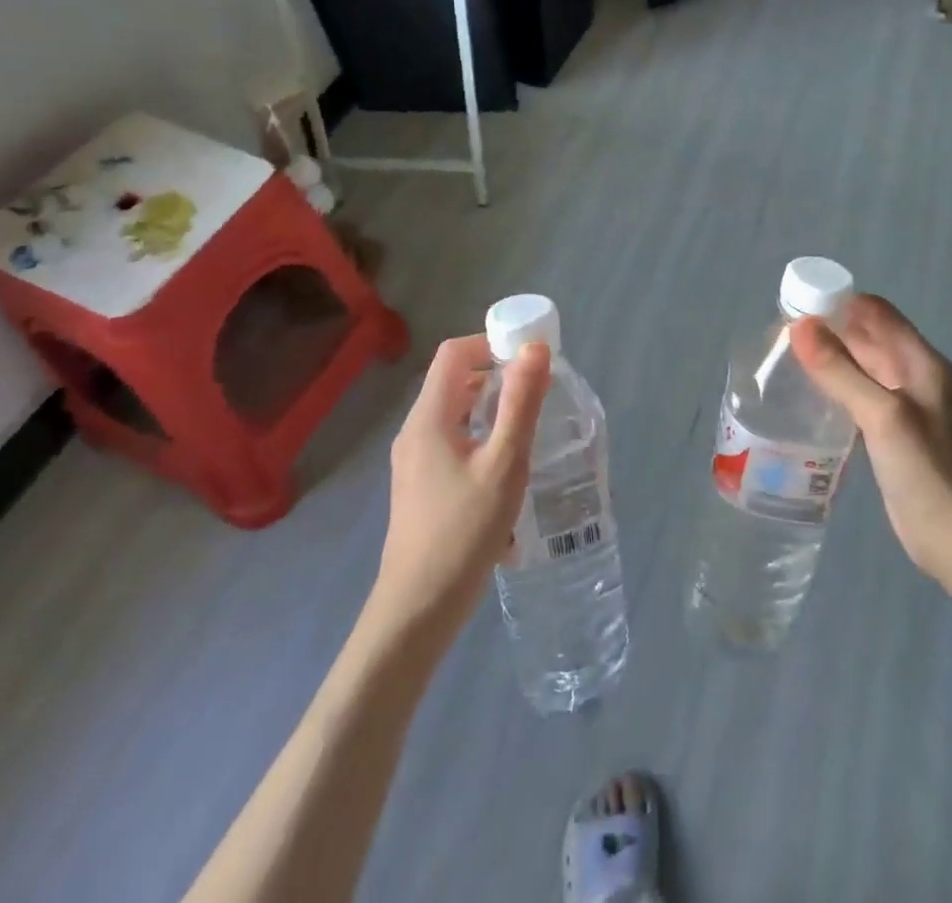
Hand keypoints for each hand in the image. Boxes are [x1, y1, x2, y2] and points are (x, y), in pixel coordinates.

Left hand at [373, 335, 550, 636]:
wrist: (418, 609)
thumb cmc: (463, 532)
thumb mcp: (504, 464)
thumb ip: (521, 403)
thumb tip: (534, 348)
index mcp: (429, 418)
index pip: (454, 353)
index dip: (490, 342)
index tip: (529, 357)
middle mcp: (415, 431)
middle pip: (454, 381)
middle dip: (497, 376)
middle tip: (538, 391)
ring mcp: (414, 460)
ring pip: (456, 414)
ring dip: (492, 410)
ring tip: (529, 428)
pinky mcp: (421, 485)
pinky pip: (453, 442)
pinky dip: (481, 439)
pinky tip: (507, 472)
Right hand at [789, 296, 951, 580]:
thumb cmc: (926, 473)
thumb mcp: (881, 416)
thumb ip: (840, 371)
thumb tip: (799, 326)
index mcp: (920, 362)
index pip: (875, 312)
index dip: (838, 302)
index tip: (795, 305)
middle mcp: (912, 375)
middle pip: (866, 336)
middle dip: (827, 329)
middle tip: (779, 334)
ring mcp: (902, 404)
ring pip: (859, 366)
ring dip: (827, 358)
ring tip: (783, 359)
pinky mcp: (889, 431)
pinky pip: (857, 394)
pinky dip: (833, 386)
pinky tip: (806, 394)